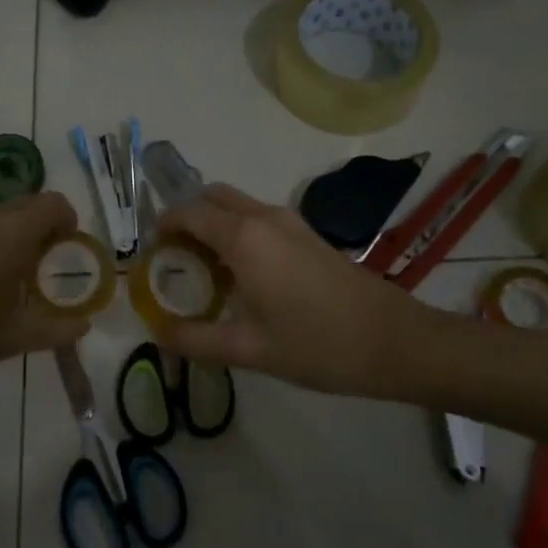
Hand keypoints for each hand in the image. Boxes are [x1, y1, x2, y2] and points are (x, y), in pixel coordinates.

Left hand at [0, 191, 88, 398]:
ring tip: (21, 275)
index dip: (68, 221)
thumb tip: (85, 326)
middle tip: (49, 265)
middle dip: (46, 227)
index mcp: (12, 234)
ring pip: (4, 214)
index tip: (68, 251)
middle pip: (30, 204)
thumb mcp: (17, 337)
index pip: (53, 203)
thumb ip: (58, 328)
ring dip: (20, 233)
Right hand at [153, 184, 452, 397]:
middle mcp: (264, 217)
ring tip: (204, 271)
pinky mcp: (309, 235)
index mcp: (244, 237)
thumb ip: (195, 339)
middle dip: (187, 218)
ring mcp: (291, 222)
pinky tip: (242, 276)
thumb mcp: (249, 350)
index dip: (163, 227)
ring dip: (213, 224)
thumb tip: (157, 332)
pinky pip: (259, 218)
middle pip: (212, 198)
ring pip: (237, 206)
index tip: (151, 254)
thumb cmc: (318, 344)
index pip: (188, 213)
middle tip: (175, 259)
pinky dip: (238, 231)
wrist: (396, 341)